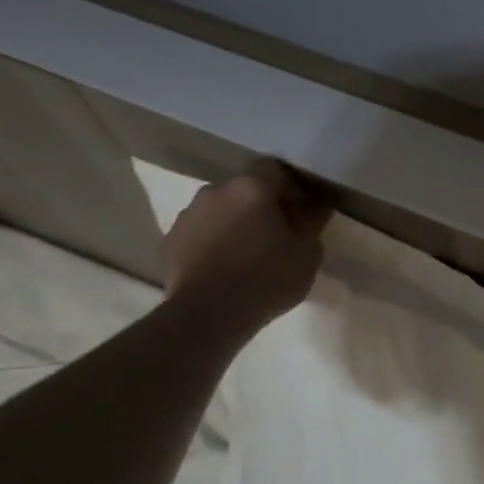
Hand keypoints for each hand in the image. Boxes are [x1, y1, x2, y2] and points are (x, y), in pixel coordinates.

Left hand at [160, 160, 330, 333]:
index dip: (291, 186)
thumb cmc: (266, 278)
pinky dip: (211, 244)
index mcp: (252, 187)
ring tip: (246, 255)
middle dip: (260, 206)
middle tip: (276, 235)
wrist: (207, 315)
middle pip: (244, 189)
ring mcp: (187, 215)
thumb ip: (312, 223)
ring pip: (219, 211)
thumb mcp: (307, 253)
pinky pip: (198, 234)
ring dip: (233, 224)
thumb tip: (315, 207)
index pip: (275, 168)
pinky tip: (222, 269)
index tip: (301, 211)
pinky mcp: (168, 242)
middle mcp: (215, 191)